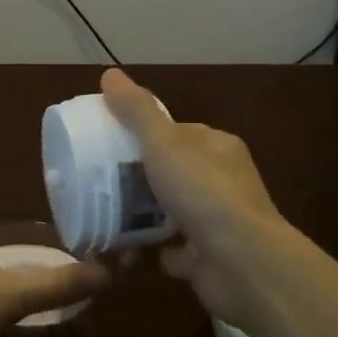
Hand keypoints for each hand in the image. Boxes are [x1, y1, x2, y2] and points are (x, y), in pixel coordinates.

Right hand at [100, 69, 297, 328]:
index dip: (142, 135)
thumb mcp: (163, 143)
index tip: (106, 143)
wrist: (241, 263)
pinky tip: (118, 253)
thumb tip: (109, 73)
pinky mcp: (205, 258)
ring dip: (134, 219)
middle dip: (133, 181)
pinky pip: (166, 251)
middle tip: (96, 185)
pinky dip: (143, 252)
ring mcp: (214, 222)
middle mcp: (220, 182)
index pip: (176, 133)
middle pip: (168, 174)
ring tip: (99, 220)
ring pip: (165, 214)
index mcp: (216, 147)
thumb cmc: (203, 193)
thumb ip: (136, 111)